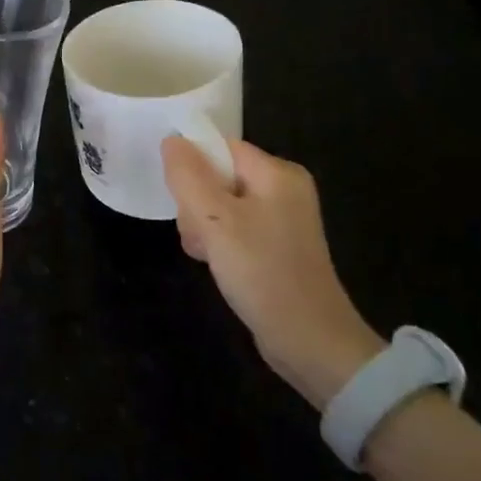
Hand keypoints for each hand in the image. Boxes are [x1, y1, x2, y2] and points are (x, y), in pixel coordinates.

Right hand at [161, 136, 385, 408]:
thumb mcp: (215, 220)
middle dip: (196, 203)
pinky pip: (233, 228)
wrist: (309, 341)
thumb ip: (189, 176)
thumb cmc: (262, 272)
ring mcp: (281, 219)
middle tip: (199, 235)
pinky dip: (218, 243)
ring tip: (207, 254)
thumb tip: (172, 140)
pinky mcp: (275, 246)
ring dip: (202, 227)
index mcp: (277, 173)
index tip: (181, 199)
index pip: (220, 148)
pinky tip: (215, 264)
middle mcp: (283, 189)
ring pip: (220, 204)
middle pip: (218, 175)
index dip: (193, 167)